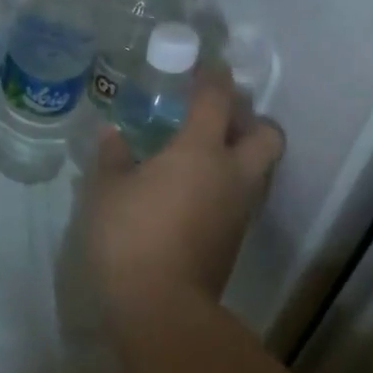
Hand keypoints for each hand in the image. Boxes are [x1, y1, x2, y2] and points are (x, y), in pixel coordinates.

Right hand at [87, 69, 282, 322]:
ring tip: (206, 150)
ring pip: (261, 167)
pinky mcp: (236, 238)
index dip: (213, 76)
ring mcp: (240, 209)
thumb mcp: (106, 191)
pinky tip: (198, 187)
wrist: (162, 308)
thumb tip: (112, 135)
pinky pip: (245, 195)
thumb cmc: (130, 236)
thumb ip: (112, 157)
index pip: (216, 99)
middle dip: (248, 117)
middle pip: (266, 134)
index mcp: (200, 151)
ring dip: (243, 151)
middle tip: (217, 115)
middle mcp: (232, 174)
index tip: (205, 64)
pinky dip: (231, 181)